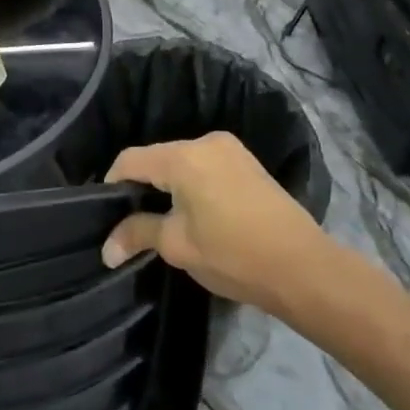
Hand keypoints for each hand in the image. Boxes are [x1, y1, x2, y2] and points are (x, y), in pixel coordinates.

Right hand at [103, 133, 327, 315]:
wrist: (304, 267)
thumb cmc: (233, 255)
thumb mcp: (178, 246)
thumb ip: (138, 234)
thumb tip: (106, 248)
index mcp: (183, 157)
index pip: (131, 160)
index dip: (112, 183)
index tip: (105, 212)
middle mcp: (206, 142)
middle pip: (157, 157)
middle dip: (141, 185)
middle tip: (131, 220)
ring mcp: (231, 149)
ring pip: (181, 161)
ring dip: (167, 184)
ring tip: (161, 218)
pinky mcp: (247, 162)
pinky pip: (204, 165)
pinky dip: (191, 182)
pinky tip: (193, 211)